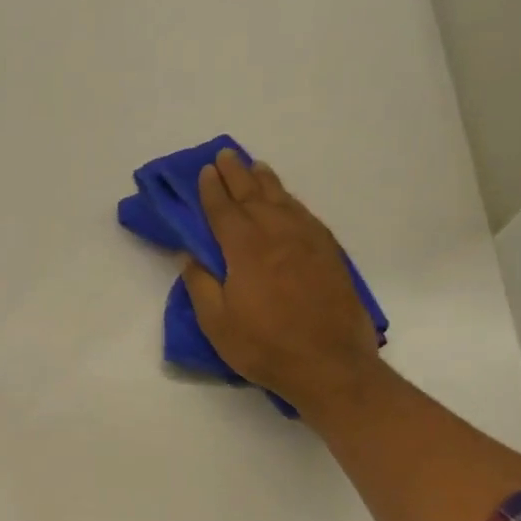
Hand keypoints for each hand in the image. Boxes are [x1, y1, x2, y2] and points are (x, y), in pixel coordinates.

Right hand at [180, 149, 387, 426]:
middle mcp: (277, 234)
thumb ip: (200, 284)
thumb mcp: (217, 323)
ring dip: (266, 181)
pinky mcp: (330, 253)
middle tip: (226, 155)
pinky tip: (288, 201)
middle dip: (236, 174)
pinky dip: (292, 202)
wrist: (331, 365)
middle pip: (253, 195)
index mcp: (245, 248)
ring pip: (283, 200)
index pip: (223, 209)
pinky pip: (306, 215)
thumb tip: (189, 255)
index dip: (212, 189)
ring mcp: (308, 241)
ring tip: (255, 167)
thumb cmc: (265, 346)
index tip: (205, 171)